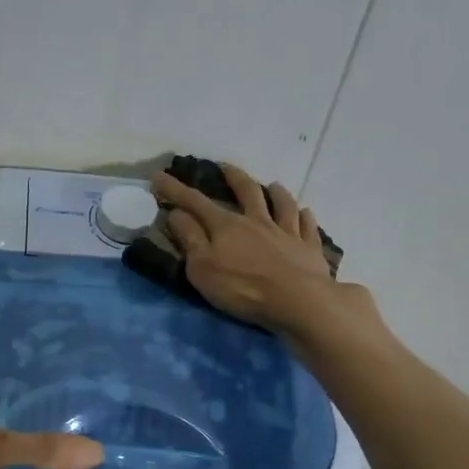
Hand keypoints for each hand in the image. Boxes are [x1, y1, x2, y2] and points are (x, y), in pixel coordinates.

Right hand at [155, 162, 370, 337]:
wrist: (299, 301)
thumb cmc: (243, 288)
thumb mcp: (203, 268)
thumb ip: (190, 239)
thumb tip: (177, 213)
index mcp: (227, 226)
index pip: (195, 202)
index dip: (175, 189)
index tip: (159, 176)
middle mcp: (257, 222)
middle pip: (246, 192)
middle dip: (233, 178)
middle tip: (226, 166)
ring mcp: (287, 233)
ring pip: (282, 205)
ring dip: (276, 193)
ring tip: (274, 185)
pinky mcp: (309, 249)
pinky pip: (307, 227)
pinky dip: (306, 217)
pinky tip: (306, 213)